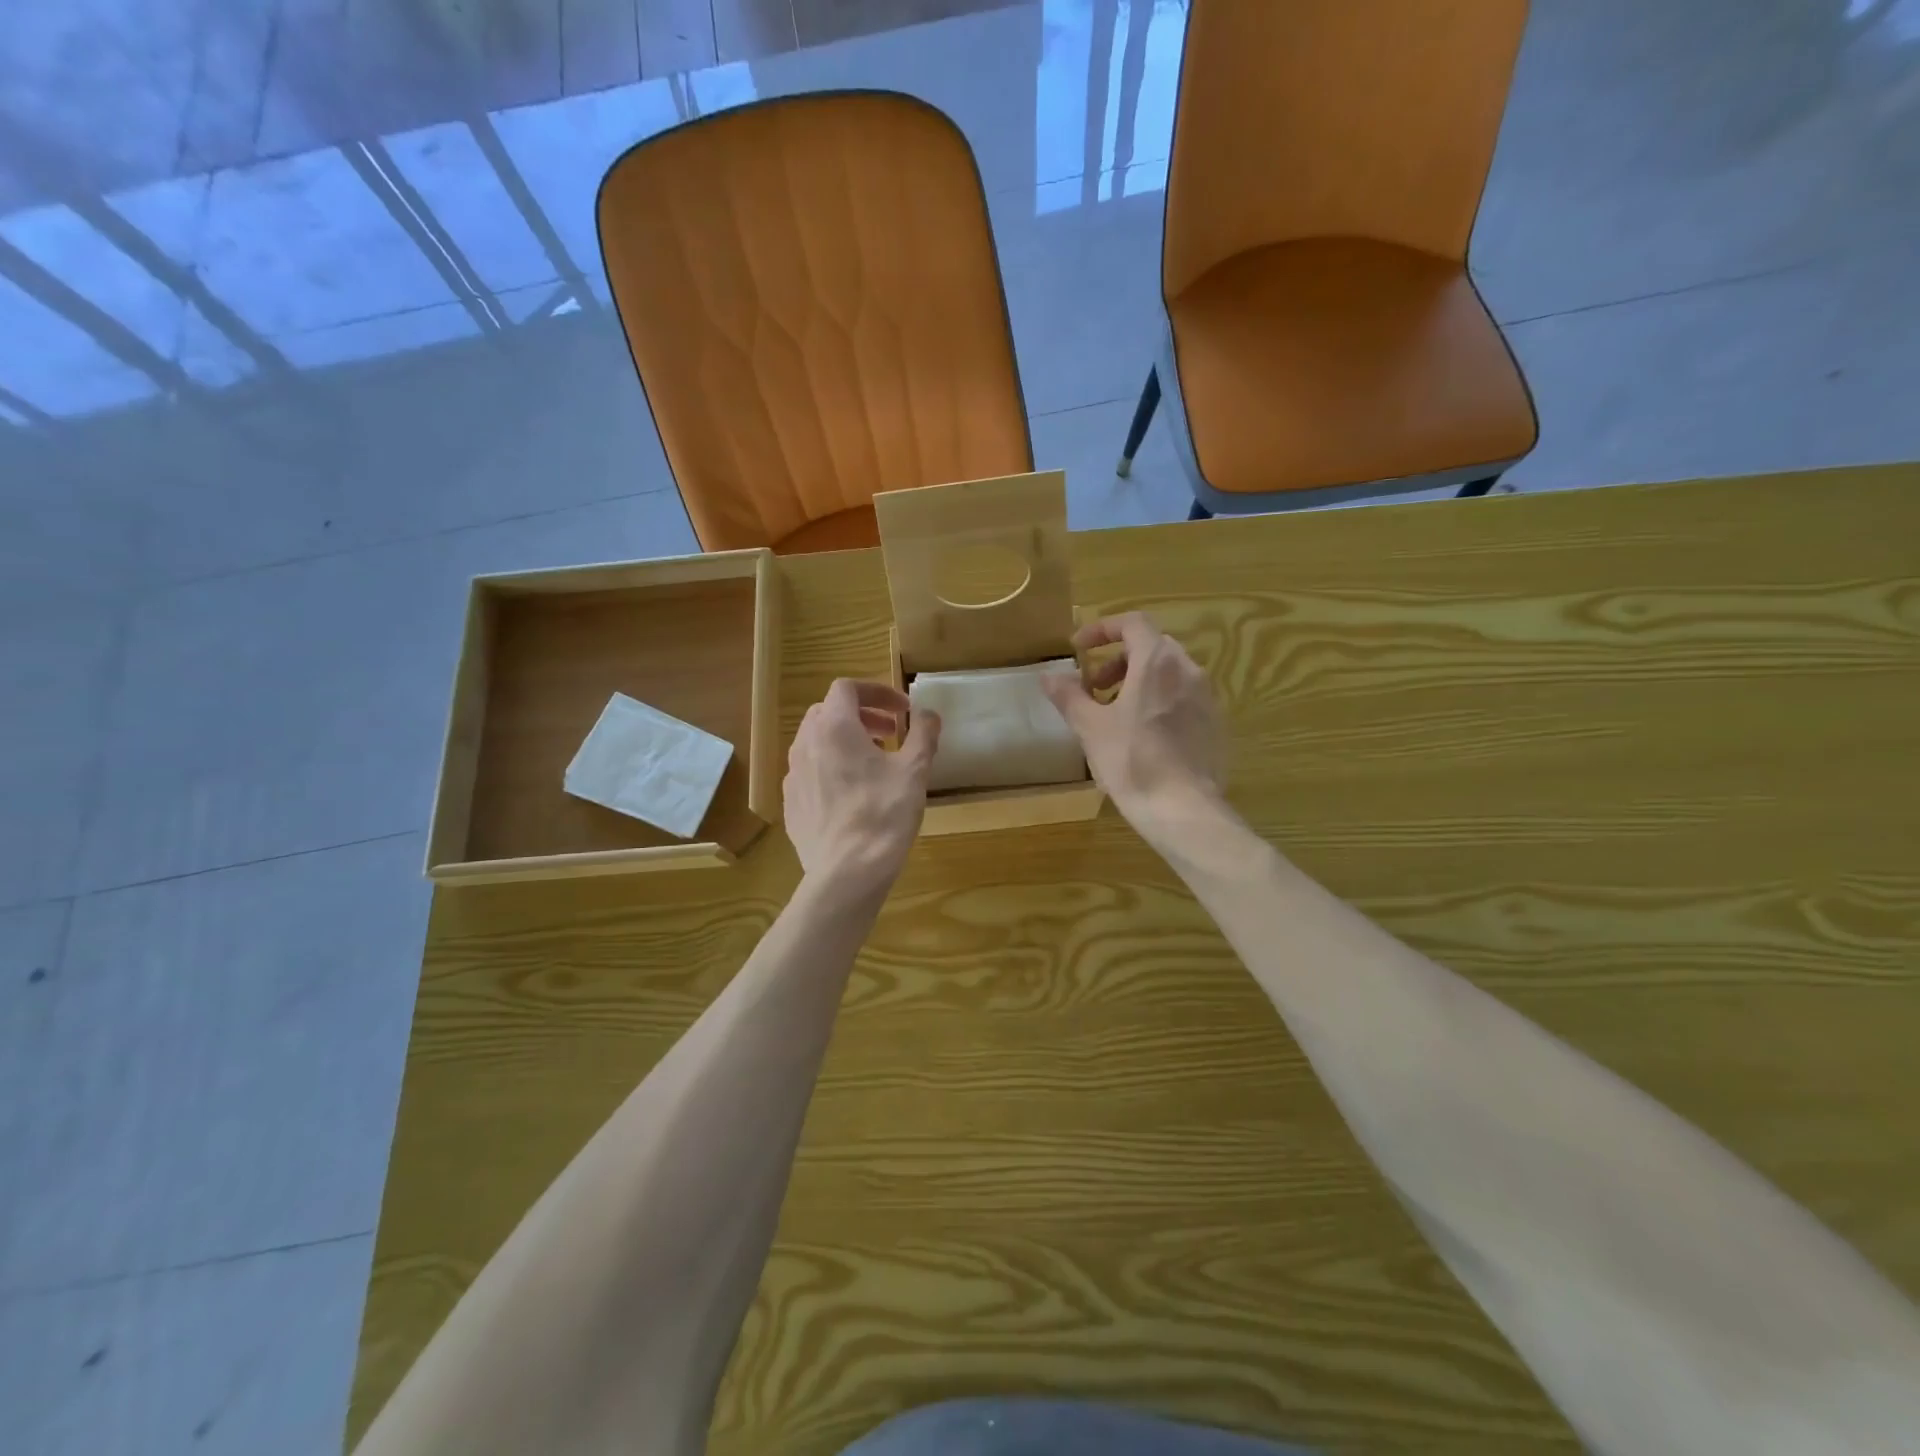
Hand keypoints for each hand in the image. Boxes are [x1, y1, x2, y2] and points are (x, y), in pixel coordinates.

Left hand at [784, 679, 939, 892]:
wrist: (847, 872)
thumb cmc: (884, 814)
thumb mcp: (914, 771)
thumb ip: (922, 734)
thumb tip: (928, 714)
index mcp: (834, 728)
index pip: (847, 688)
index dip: (877, 692)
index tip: (902, 710)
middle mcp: (806, 744)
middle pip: (829, 711)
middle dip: (861, 715)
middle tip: (890, 734)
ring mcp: (793, 775)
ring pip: (816, 742)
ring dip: (846, 741)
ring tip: (874, 763)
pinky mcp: (791, 803)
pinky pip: (810, 771)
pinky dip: (831, 767)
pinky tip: (853, 794)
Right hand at [1042, 613, 1225, 846]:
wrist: (1184, 809)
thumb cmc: (1133, 762)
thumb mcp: (1091, 728)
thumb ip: (1069, 696)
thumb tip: (1048, 676)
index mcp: (1157, 662)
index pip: (1132, 623)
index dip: (1102, 630)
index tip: (1078, 649)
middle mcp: (1188, 670)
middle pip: (1151, 647)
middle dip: (1117, 661)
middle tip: (1093, 688)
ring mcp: (1207, 697)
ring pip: (1168, 673)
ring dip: (1137, 681)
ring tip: (1114, 714)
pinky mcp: (1214, 723)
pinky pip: (1182, 697)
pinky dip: (1158, 700)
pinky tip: (1142, 735)